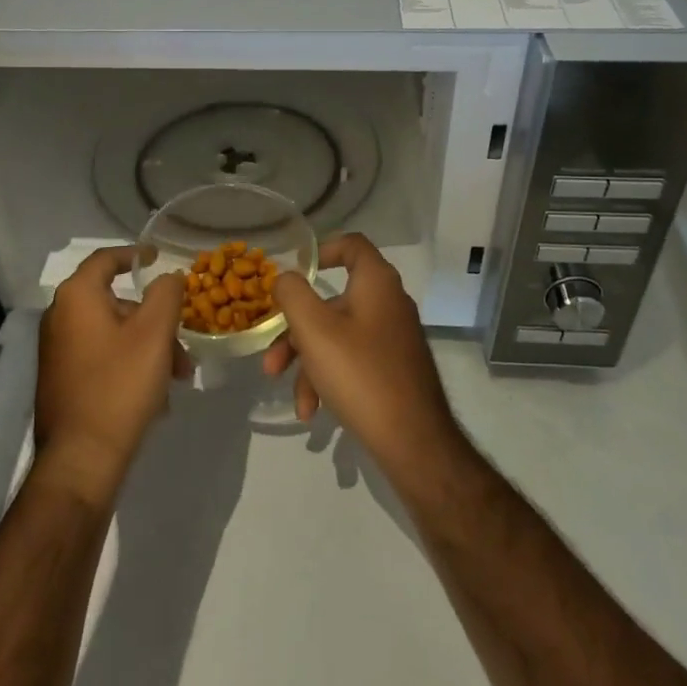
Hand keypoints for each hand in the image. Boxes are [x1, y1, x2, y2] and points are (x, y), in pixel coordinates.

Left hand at [35, 246, 188, 504]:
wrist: (81, 459)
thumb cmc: (120, 386)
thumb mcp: (154, 333)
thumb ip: (166, 294)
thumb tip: (168, 276)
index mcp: (77, 298)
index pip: (106, 259)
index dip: (135, 254)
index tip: (159, 258)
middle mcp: (60, 317)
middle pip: (117, 302)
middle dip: (156, 319)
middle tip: (183, 343)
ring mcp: (58, 350)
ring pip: (114, 333)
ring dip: (149, 346)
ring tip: (177, 377)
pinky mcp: (63, 378)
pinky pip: (103, 356)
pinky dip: (131, 363)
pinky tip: (155, 395)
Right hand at [262, 233, 460, 475]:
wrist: (413, 440)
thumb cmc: (360, 373)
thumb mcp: (314, 330)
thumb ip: (292, 294)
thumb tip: (285, 277)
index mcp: (376, 284)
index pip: (352, 245)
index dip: (321, 250)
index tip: (293, 274)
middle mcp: (388, 304)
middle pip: (332, 301)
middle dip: (296, 331)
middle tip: (272, 359)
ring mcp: (392, 338)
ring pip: (337, 336)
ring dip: (307, 362)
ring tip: (290, 394)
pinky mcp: (392, 368)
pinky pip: (351, 361)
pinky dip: (328, 379)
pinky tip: (311, 410)